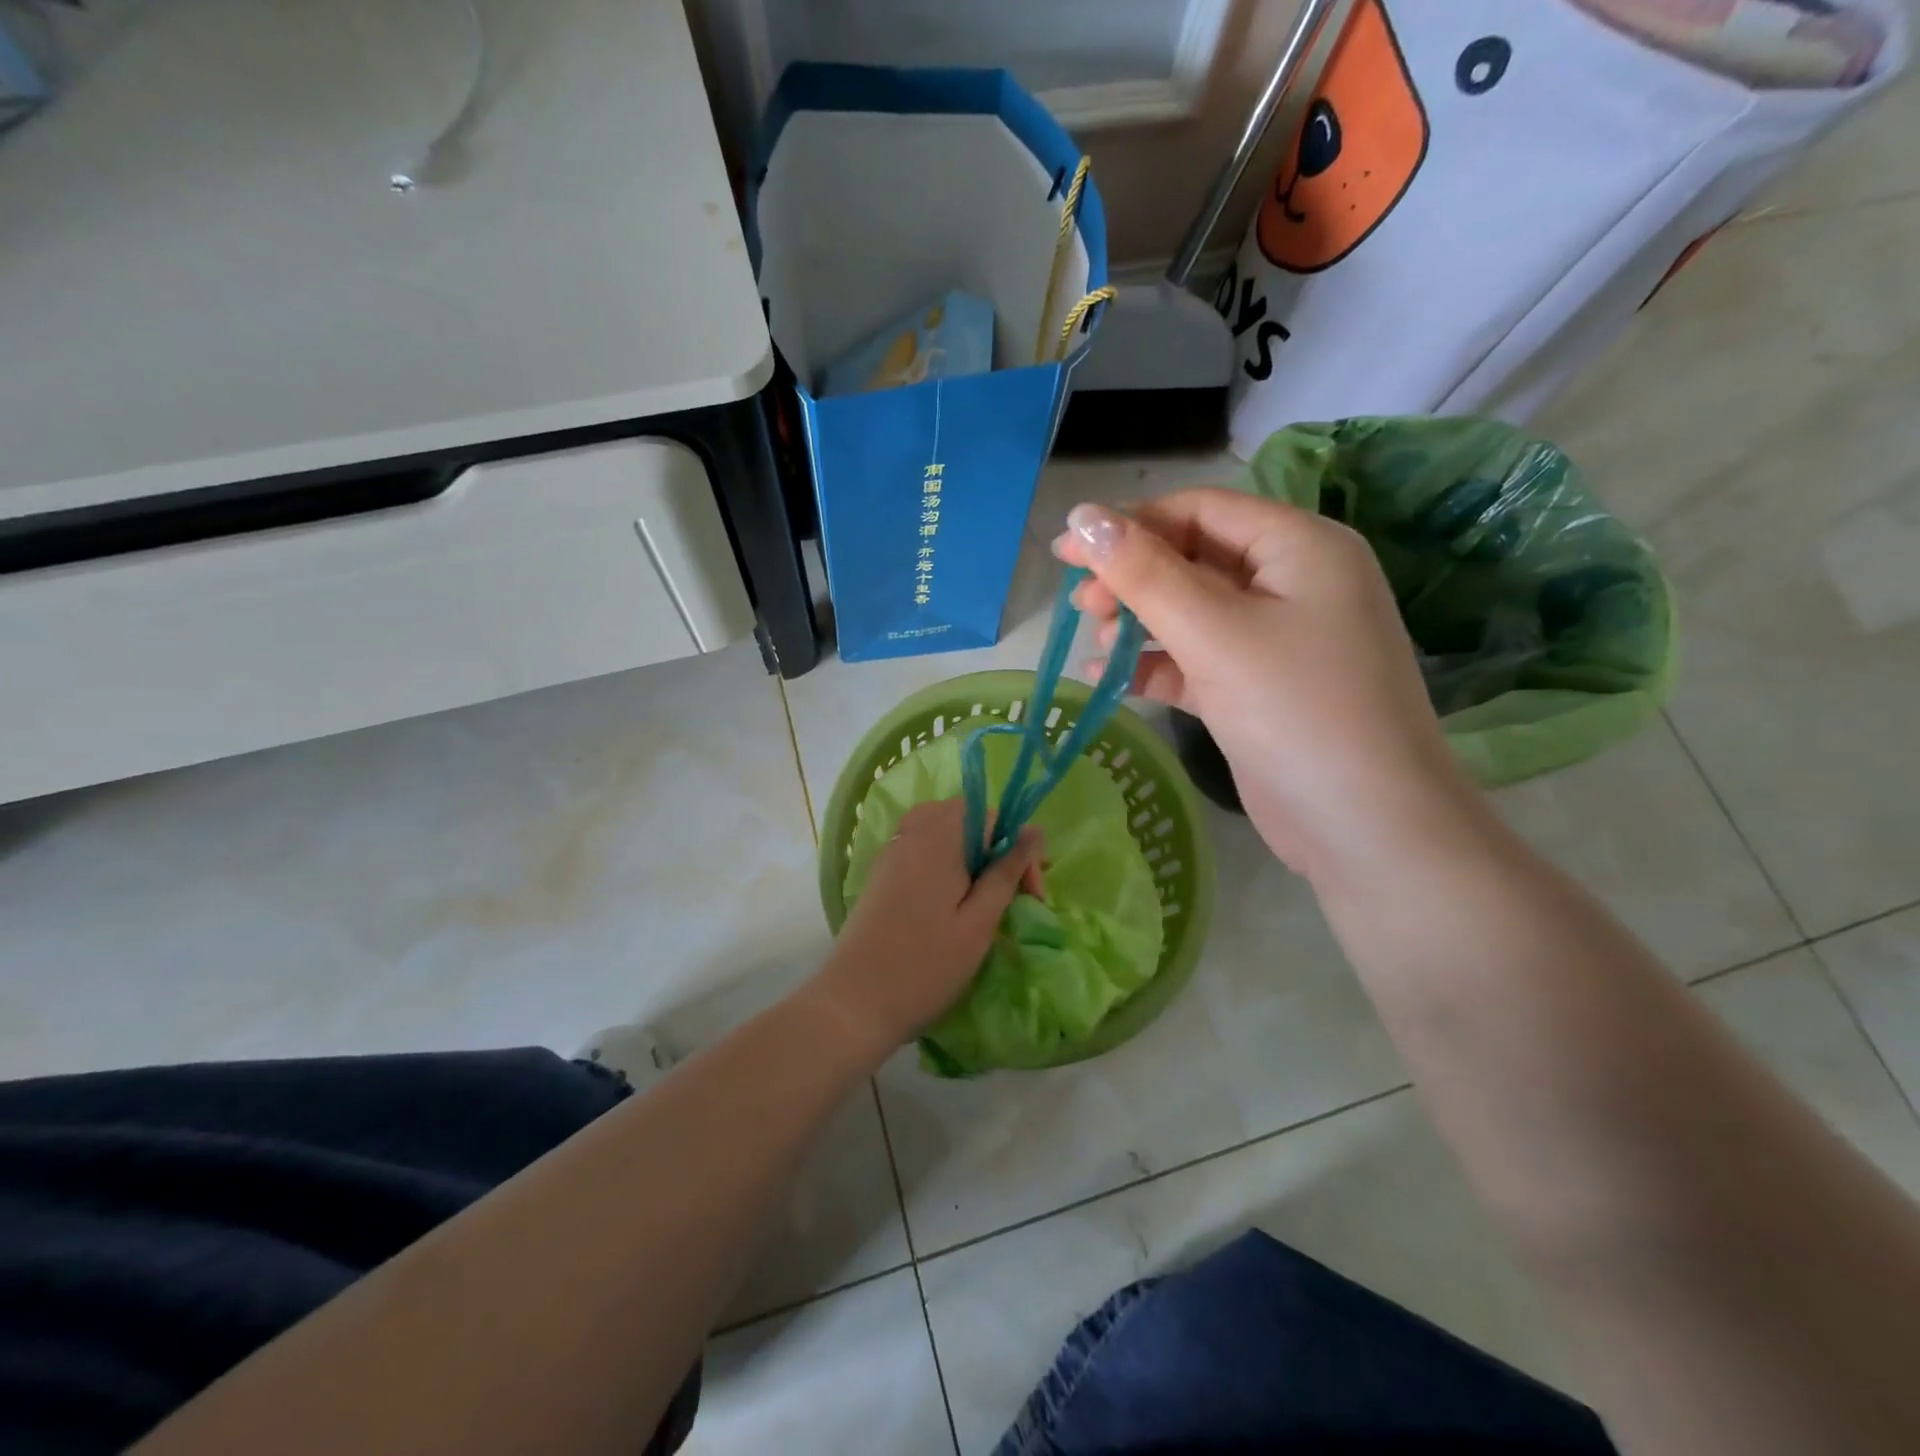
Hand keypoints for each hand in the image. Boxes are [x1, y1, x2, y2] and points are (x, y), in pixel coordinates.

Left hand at [811, 800, 1043, 1054]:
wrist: (854, 1002)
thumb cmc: (926, 966)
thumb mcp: (979, 922)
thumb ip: (1006, 872)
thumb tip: (1035, 830)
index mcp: (940, 838)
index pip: (992, 815)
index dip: (1018, 847)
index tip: (1030, 893)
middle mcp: (913, 833)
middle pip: (965, 816)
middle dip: (995, 847)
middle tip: (1013, 893)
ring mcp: (892, 851)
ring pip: (942, 829)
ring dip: (970, 853)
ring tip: (983, 894)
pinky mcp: (881, 872)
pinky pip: (920, 846)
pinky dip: (944, 861)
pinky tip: (950, 900)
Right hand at [1054, 490, 1474, 880]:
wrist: (1367, 828)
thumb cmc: (1297, 711)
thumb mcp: (1215, 633)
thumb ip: (1145, 573)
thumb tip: (1082, 518)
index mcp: (1298, 546)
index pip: (1199, 511)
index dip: (1128, 525)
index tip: (1065, 553)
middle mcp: (1292, 583)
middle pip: (1192, 558)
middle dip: (1132, 578)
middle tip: (1080, 607)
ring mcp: (1276, 640)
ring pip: (1191, 612)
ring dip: (1139, 622)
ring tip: (1095, 642)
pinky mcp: (1258, 689)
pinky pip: (1196, 660)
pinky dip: (1155, 666)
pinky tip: (1109, 679)